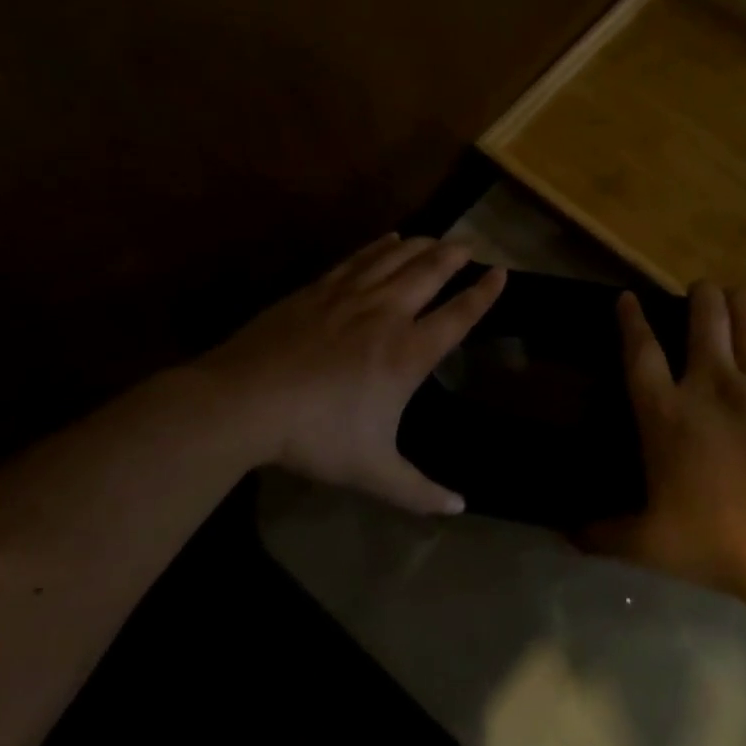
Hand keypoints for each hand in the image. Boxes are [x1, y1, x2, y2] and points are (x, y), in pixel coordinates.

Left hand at [196, 234, 504, 513]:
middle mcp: (387, 315)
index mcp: (408, 354)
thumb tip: (459, 508)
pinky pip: (359, 258)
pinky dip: (379, 245)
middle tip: (471, 244)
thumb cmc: (316, 437)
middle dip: (455, 256)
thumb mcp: (372, 472)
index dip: (484, 293)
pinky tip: (387, 238)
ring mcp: (350, 297)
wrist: (244, 402)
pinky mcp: (317, 290)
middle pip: (430, 273)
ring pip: (396, 258)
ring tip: (438, 237)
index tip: (501, 273)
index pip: (458, 315)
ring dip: (422, 245)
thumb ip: (418, 490)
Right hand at [592, 282, 745, 597]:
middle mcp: (711, 384)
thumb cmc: (715, 538)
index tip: (627, 298)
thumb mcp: (649, 544)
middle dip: (700, 295)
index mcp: (666, 412)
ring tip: (736, 298)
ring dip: (740, 301)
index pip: (641, 351)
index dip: (632, 320)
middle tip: (699, 292)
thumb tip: (567, 534)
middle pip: (705, 317)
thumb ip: (605, 535)